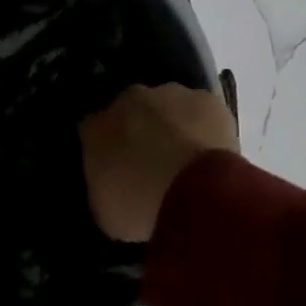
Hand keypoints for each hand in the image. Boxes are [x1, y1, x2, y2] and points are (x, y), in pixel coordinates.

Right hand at [79, 83, 237, 242]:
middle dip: (138, 131)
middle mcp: (127, 101)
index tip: (115, 168)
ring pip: (166, 106)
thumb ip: (103, 186)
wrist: (195, 194)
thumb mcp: (106, 210)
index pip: (92, 130)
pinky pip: (201, 112)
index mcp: (95, 127)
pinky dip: (205, 127)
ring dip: (172, 125)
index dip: (105, 148)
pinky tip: (213, 154)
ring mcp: (168, 94)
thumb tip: (109, 183)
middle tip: (151, 164)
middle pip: (130, 111)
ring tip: (187, 161)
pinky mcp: (206, 100)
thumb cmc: (140, 207)